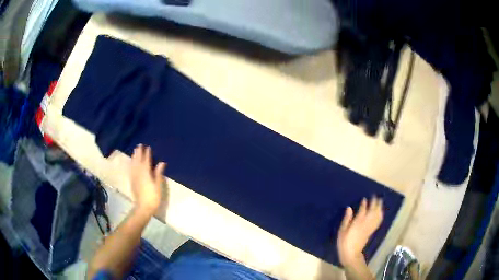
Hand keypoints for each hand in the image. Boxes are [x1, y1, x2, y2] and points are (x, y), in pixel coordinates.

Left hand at [130, 144, 166, 214]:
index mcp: (146, 173)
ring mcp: (134, 177)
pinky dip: (131, 164)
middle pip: (138, 161)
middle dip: (139, 153)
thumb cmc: (153, 197)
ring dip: (134, 157)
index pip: (146, 161)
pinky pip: (131, 170)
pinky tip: (131, 163)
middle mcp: (139, 173)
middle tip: (139, 145)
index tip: (147, 147)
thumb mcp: (158, 185)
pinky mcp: (132, 181)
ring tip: (134, 151)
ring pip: (133, 164)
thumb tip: (161, 162)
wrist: (143, 207)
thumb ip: (158, 173)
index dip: (147, 154)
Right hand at [337, 197, 383, 268]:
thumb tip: (349, 208)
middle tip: (376, 197)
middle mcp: (365, 224)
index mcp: (357, 223)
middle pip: (372, 212)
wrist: (351, 254)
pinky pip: (377, 222)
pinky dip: (380, 216)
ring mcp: (369, 228)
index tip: (365, 198)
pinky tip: (381, 213)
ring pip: (376, 216)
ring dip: (379, 208)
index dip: (364, 204)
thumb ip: (346, 219)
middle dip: (375, 204)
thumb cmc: (344, 243)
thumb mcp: (342, 231)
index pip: (363, 211)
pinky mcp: (371, 232)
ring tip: (380, 202)